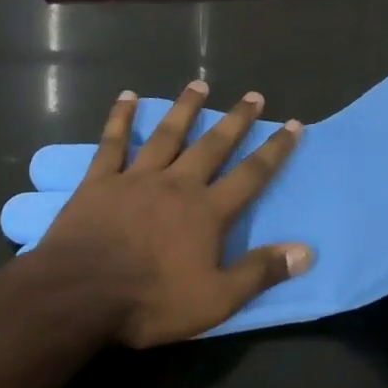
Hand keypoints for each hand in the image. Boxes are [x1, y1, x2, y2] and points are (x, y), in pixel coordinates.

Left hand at [31, 81, 312, 345]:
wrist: (80, 295)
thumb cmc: (151, 301)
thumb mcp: (216, 300)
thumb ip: (260, 272)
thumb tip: (306, 251)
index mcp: (207, 212)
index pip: (251, 175)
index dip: (275, 150)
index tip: (293, 124)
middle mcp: (178, 184)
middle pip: (213, 145)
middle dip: (236, 120)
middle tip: (253, 95)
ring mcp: (137, 178)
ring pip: (167, 134)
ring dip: (185, 108)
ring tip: (199, 85)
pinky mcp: (101, 181)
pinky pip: (112, 143)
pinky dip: (120, 118)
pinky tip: (127, 96)